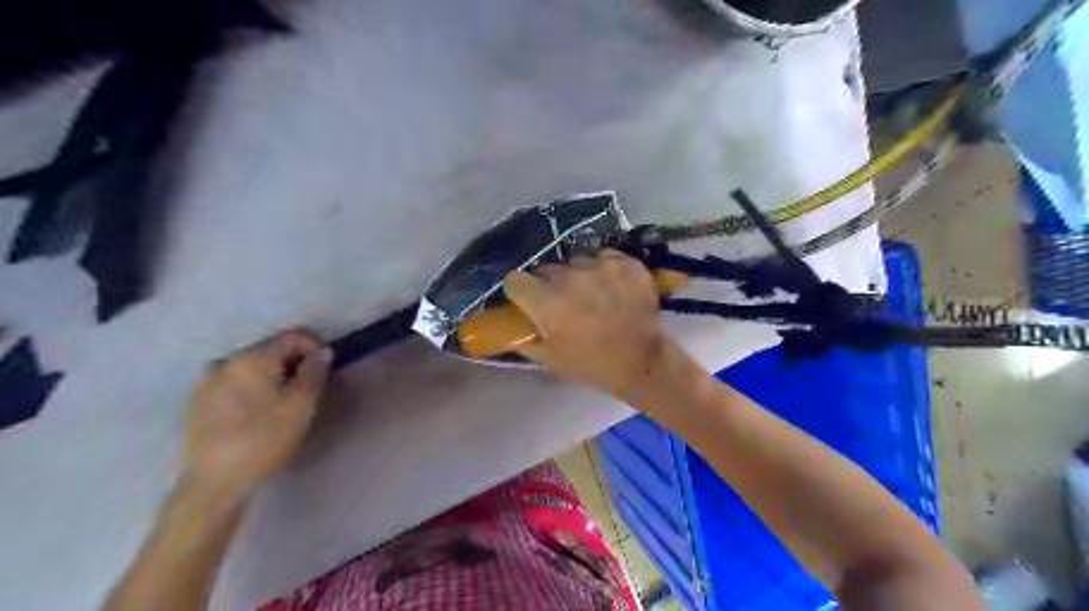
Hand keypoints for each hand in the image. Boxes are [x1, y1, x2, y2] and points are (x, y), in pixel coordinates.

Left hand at [184, 330, 330, 495]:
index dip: (315, 347)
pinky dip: (253, 388)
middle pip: (270, 349)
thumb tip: (322, 352)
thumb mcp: (301, 404)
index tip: (326, 369)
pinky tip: (258, 413)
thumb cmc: (265, 438)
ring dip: (273, 376)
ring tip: (284, 402)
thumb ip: (315, 372)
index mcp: (252, 357)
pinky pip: (235, 382)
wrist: (215, 481)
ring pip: (252, 367)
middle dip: (294, 363)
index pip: (292, 336)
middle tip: (309, 389)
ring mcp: (207, 381)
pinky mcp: (198, 402)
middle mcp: (226, 361)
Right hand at [505, 248, 673, 396]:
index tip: (528, 301)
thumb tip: (507, 323)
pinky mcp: (625, 262)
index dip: (520, 291)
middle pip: (546, 270)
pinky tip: (612, 288)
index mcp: (547, 302)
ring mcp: (601, 266)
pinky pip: (602, 257)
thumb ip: (522, 337)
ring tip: (592, 296)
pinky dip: (604, 270)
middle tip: (563, 304)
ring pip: (575, 262)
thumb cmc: (591, 364)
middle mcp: (570, 278)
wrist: (642, 361)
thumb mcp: (548, 359)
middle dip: (549, 285)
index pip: (515, 279)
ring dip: (578, 276)